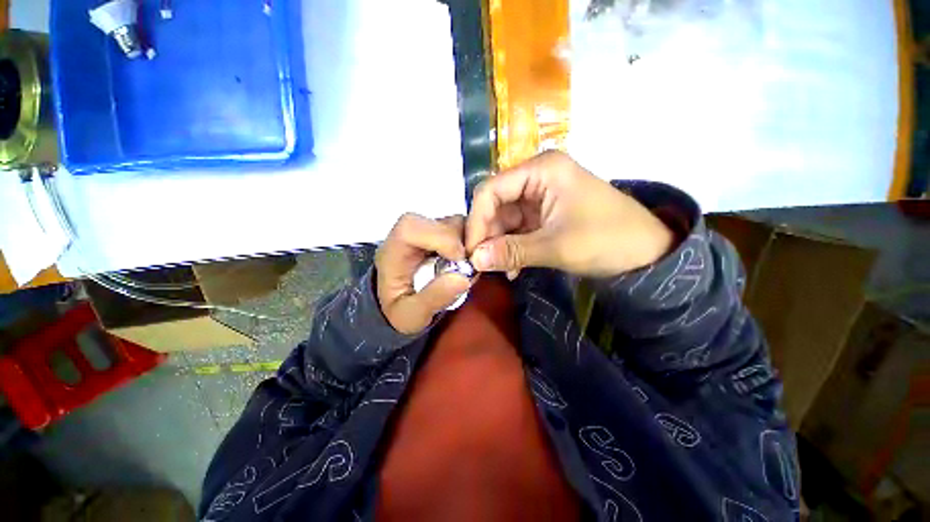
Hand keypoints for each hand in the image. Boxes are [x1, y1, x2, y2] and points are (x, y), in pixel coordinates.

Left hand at [376, 214, 472, 334]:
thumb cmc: (401, 311)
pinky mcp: (441, 234)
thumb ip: (433, 299)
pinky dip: (470, 244)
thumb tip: (463, 279)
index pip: (412, 228)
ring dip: (468, 243)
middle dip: (462, 242)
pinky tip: (469, 262)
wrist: (400, 306)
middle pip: (440, 222)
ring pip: (455, 223)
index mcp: (393, 250)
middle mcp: (410, 234)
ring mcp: (428, 231)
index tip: (460, 260)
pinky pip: (462, 230)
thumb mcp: (411, 316)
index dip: (441, 238)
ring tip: (470, 266)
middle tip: (471, 266)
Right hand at [466, 151, 673, 277]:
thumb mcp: (556, 246)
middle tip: (480, 264)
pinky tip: (511, 268)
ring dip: (498, 245)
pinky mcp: (544, 214)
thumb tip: (474, 261)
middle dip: (487, 235)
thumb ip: (511, 252)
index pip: (491, 190)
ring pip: (504, 219)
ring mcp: (540, 196)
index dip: (476, 221)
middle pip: (495, 204)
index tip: (471, 252)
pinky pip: (517, 229)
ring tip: (497, 270)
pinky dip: (511, 247)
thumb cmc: (607, 240)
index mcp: (541, 170)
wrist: (649, 253)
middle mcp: (537, 177)